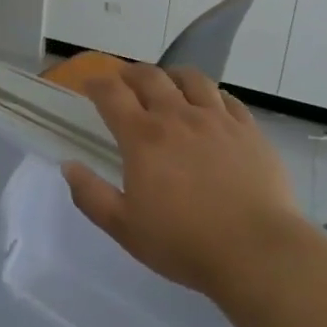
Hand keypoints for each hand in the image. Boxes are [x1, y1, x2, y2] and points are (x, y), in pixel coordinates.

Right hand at [62, 64, 297, 303]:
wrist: (258, 252)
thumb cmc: (184, 243)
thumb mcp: (125, 228)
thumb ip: (91, 195)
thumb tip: (68, 166)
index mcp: (143, 137)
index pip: (112, 94)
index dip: (97, 84)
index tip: (90, 85)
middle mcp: (177, 117)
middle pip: (150, 76)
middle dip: (131, 73)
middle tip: (124, 80)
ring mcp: (216, 120)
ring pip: (191, 79)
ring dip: (172, 75)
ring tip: (168, 83)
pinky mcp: (249, 131)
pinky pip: (227, 99)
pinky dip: (211, 95)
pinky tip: (211, 105)